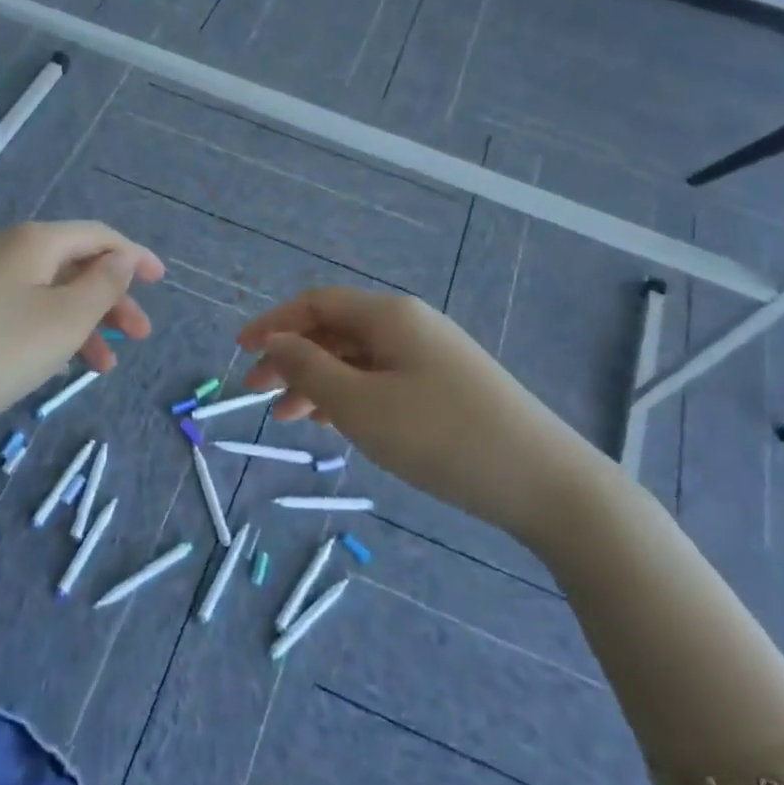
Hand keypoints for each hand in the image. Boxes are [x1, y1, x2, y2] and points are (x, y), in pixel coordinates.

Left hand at [0, 221, 163, 441]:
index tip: (162, 280)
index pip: (98, 236)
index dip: (135, 256)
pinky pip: (21, 309)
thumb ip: (102, 286)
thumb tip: (121, 259)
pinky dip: (49, 331)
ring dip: (82, 323)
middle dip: (111, 299)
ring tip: (102, 367)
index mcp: (34, 241)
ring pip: (47, 292)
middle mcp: (6, 249)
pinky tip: (56, 364)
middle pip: (74, 265)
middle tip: (139, 336)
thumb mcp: (64, 320)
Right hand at [238, 288, 576, 534]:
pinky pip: (383, 379)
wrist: (543, 480)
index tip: (239, 353)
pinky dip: (350, 395)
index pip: (316, 304)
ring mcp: (432, 355)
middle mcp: (410, 324)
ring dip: (317, 382)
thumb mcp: (360, 405)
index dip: (273, 324)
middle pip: (335, 330)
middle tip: (256, 394)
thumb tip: (276, 341)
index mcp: (388, 316)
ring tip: (288, 418)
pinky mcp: (447, 386)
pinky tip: (335, 423)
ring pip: (358, 358)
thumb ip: (309, 369)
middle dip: (291, 358)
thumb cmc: (440, 437)